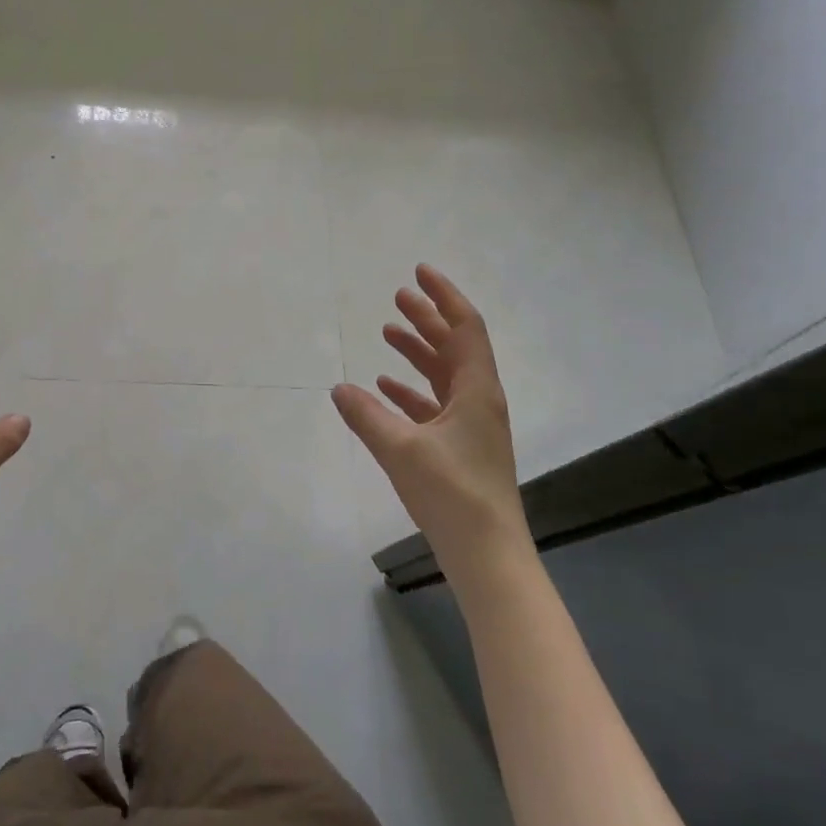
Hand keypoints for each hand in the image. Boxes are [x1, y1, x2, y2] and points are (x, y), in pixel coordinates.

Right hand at [332, 265, 534, 588]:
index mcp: (476, 390)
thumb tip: (338, 388)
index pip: (464, 327)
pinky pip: (435, 404)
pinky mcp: (461, 447)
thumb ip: (367, 415)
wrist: (487, 553)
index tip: (419, 271)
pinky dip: (412, 390)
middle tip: (398, 296)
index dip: (443, 296)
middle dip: (427, 318)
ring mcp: (472, 425)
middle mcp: (479, 400)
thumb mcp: (400, 450)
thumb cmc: (451, 494)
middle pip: (454, 345)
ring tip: (387, 333)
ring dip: (418, 351)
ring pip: (444, 374)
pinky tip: (385, 388)